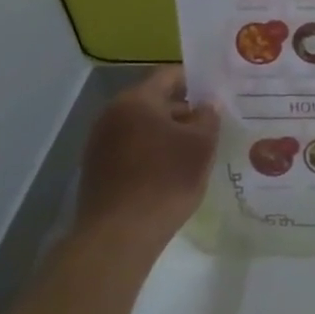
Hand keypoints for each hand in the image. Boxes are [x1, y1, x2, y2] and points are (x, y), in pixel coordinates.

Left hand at [78, 66, 218, 235]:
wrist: (118, 238)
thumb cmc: (165, 180)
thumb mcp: (201, 145)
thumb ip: (208, 117)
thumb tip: (207, 105)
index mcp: (136, 100)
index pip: (169, 75)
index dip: (196, 80)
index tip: (217, 92)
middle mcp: (112, 115)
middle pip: (155, 101)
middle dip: (184, 110)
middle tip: (212, 123)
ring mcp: (100, 144)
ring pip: (143, 128)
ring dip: (167, 134)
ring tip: (195, 149)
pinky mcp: (96, 171)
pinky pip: (131, 150)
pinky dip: (152, 153)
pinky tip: (171, 171)